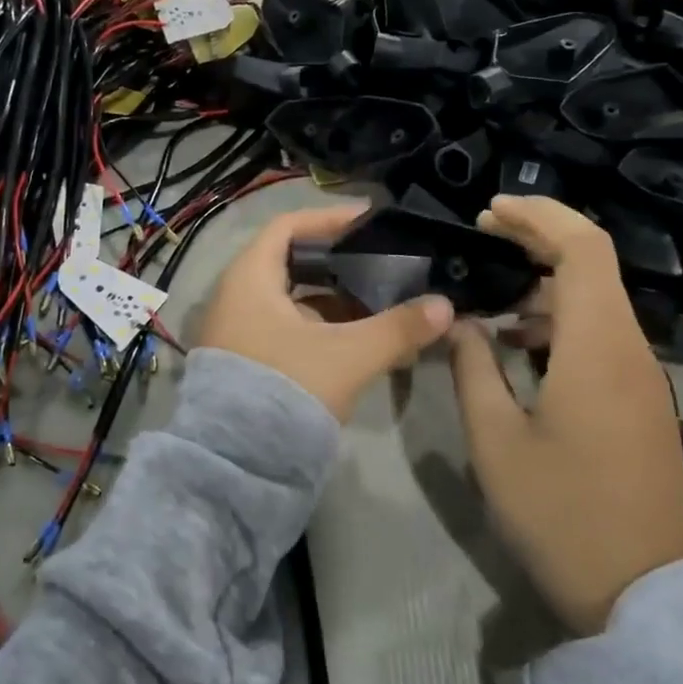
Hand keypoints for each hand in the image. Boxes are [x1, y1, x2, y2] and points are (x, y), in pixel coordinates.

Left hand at [199, 204, 452, 421]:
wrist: (236, 463)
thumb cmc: (287, 389)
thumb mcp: (347, 355)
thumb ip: (398, 328)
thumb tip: (446, 306)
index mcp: (250, 278)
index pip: (288, 227)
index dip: (329, 219)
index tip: (369, 222)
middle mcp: (237, 296)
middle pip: (293, 262)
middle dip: (340, 263)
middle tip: (383, 262)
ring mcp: (240, 330)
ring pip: (294, 299)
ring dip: (336, 300)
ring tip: (382, 301)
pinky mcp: (249, 359)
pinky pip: (289, 327)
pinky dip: (322, 326)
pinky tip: (360, 339)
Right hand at [447, 196, 682, 633]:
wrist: (640, 594)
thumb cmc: (559, 512)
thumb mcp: (495, 439)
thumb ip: (473, 367)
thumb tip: (464, 324)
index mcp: (597, 347)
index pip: (583, 247)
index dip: (539, 215)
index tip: (489, 212)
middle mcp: (629, 349)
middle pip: (593, 263)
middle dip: (538, 237)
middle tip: (483, 235)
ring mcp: (642, 376)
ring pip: (597, 300)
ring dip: (546, 282)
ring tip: (490, 296)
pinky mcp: (640, 401)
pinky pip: (602, 334)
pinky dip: (560, 319)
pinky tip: (520, 345)